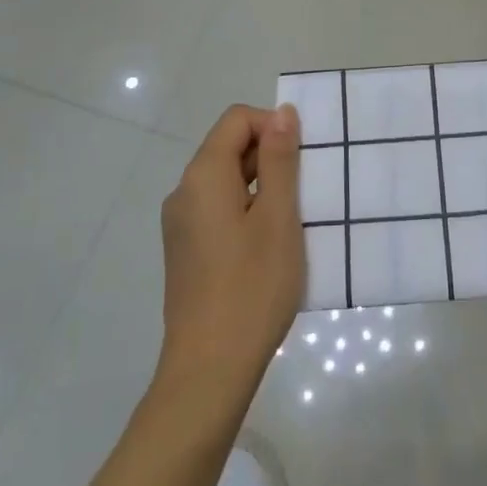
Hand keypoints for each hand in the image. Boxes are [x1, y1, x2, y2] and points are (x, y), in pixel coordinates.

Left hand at [157, 103, 303, 403]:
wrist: (209, 372)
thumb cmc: (252, 288)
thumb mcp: (278, 217)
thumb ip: (280, 160)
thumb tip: (281, 113)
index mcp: (203, 176)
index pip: (237, 120)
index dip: (272, 126)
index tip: (302, 160)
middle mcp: (184, 192)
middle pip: (228, 147)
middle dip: (270, 157)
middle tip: (305, 193)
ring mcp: (181, 224)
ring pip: (225, 181)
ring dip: (262, 186)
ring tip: (292, 221)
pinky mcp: (185, 250)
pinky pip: (218, 209)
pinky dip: (246, 211)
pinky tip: (268, 246)